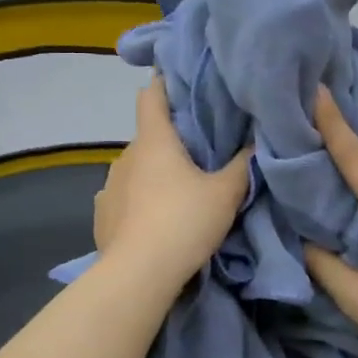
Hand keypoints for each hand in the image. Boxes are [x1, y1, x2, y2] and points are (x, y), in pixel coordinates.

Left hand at [95, 77, 249, 288]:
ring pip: (135, 169)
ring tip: (177, 192)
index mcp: (154, 140)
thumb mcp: (225, 194)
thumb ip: (242, 165)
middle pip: (148, 136)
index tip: (180, 82)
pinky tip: (152, 219)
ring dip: (153, 174)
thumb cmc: (184, 222)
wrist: (139, 275)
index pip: (152, 95)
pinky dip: (138, 202)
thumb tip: (255, 143)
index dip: (165, 84)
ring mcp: (109, 186)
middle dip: (170, 141)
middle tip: (199, 152)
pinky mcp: (102, 216)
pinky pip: (123, 198)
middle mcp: (126, 156)